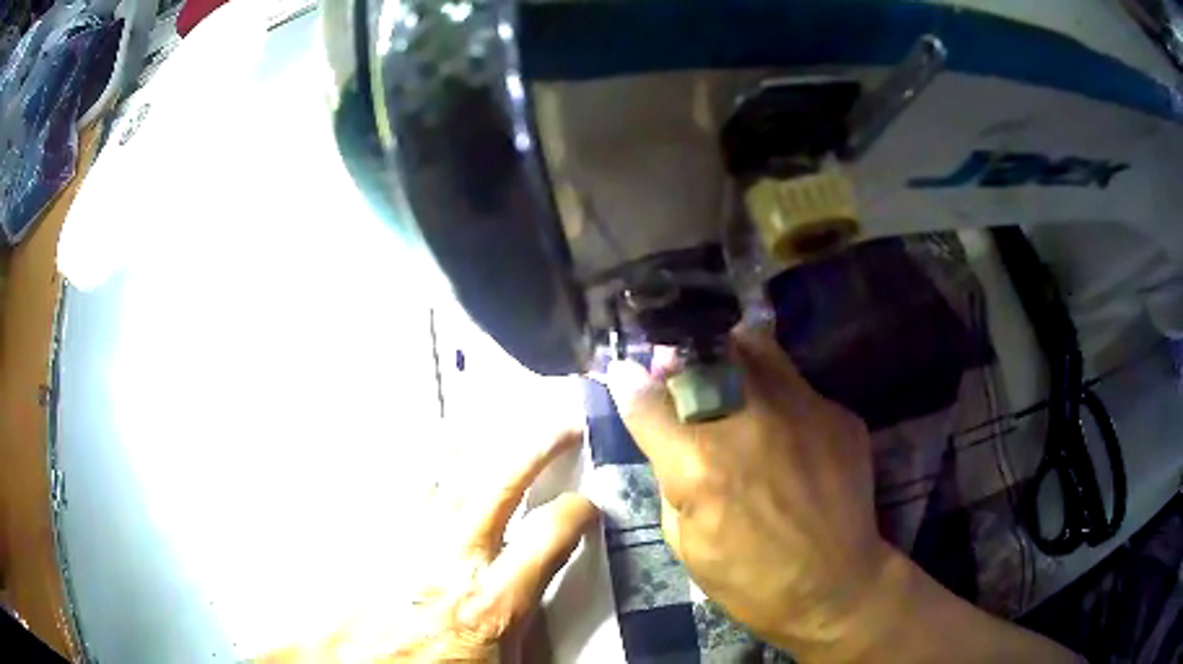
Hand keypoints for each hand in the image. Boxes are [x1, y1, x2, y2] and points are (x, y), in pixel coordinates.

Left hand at [263, 426, 596, 662]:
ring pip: (449, 473)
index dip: (577, 512)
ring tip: (500, 422)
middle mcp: (453, 558)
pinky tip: (436, 453)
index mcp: (493, 600)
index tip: (585, 505)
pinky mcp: (375, 536)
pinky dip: (426, 465)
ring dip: (480, 443)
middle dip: (539, 446)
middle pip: (501, 483)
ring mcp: (408, 540)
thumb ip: (526, 628)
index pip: (551, 536)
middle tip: (561, 425)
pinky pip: (405, 488)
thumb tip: (540, 597)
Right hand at [605, 328, 896, 658]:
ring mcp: (801, 411)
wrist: (836, 588)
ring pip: (755, 348)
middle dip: (681, 359)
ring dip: (732, 358)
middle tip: (679, 369)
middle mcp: (748, 422)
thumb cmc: (751, 581)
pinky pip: (797, 388)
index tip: (626, 373)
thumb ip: (671, 482)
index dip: (629, 383)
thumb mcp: (685, 545)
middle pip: (703, 357)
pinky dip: (779, 398)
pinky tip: (786, 430)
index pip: (647, 401)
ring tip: (730, 376)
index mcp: (698, 465)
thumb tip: (668, 441)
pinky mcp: (838, 415)